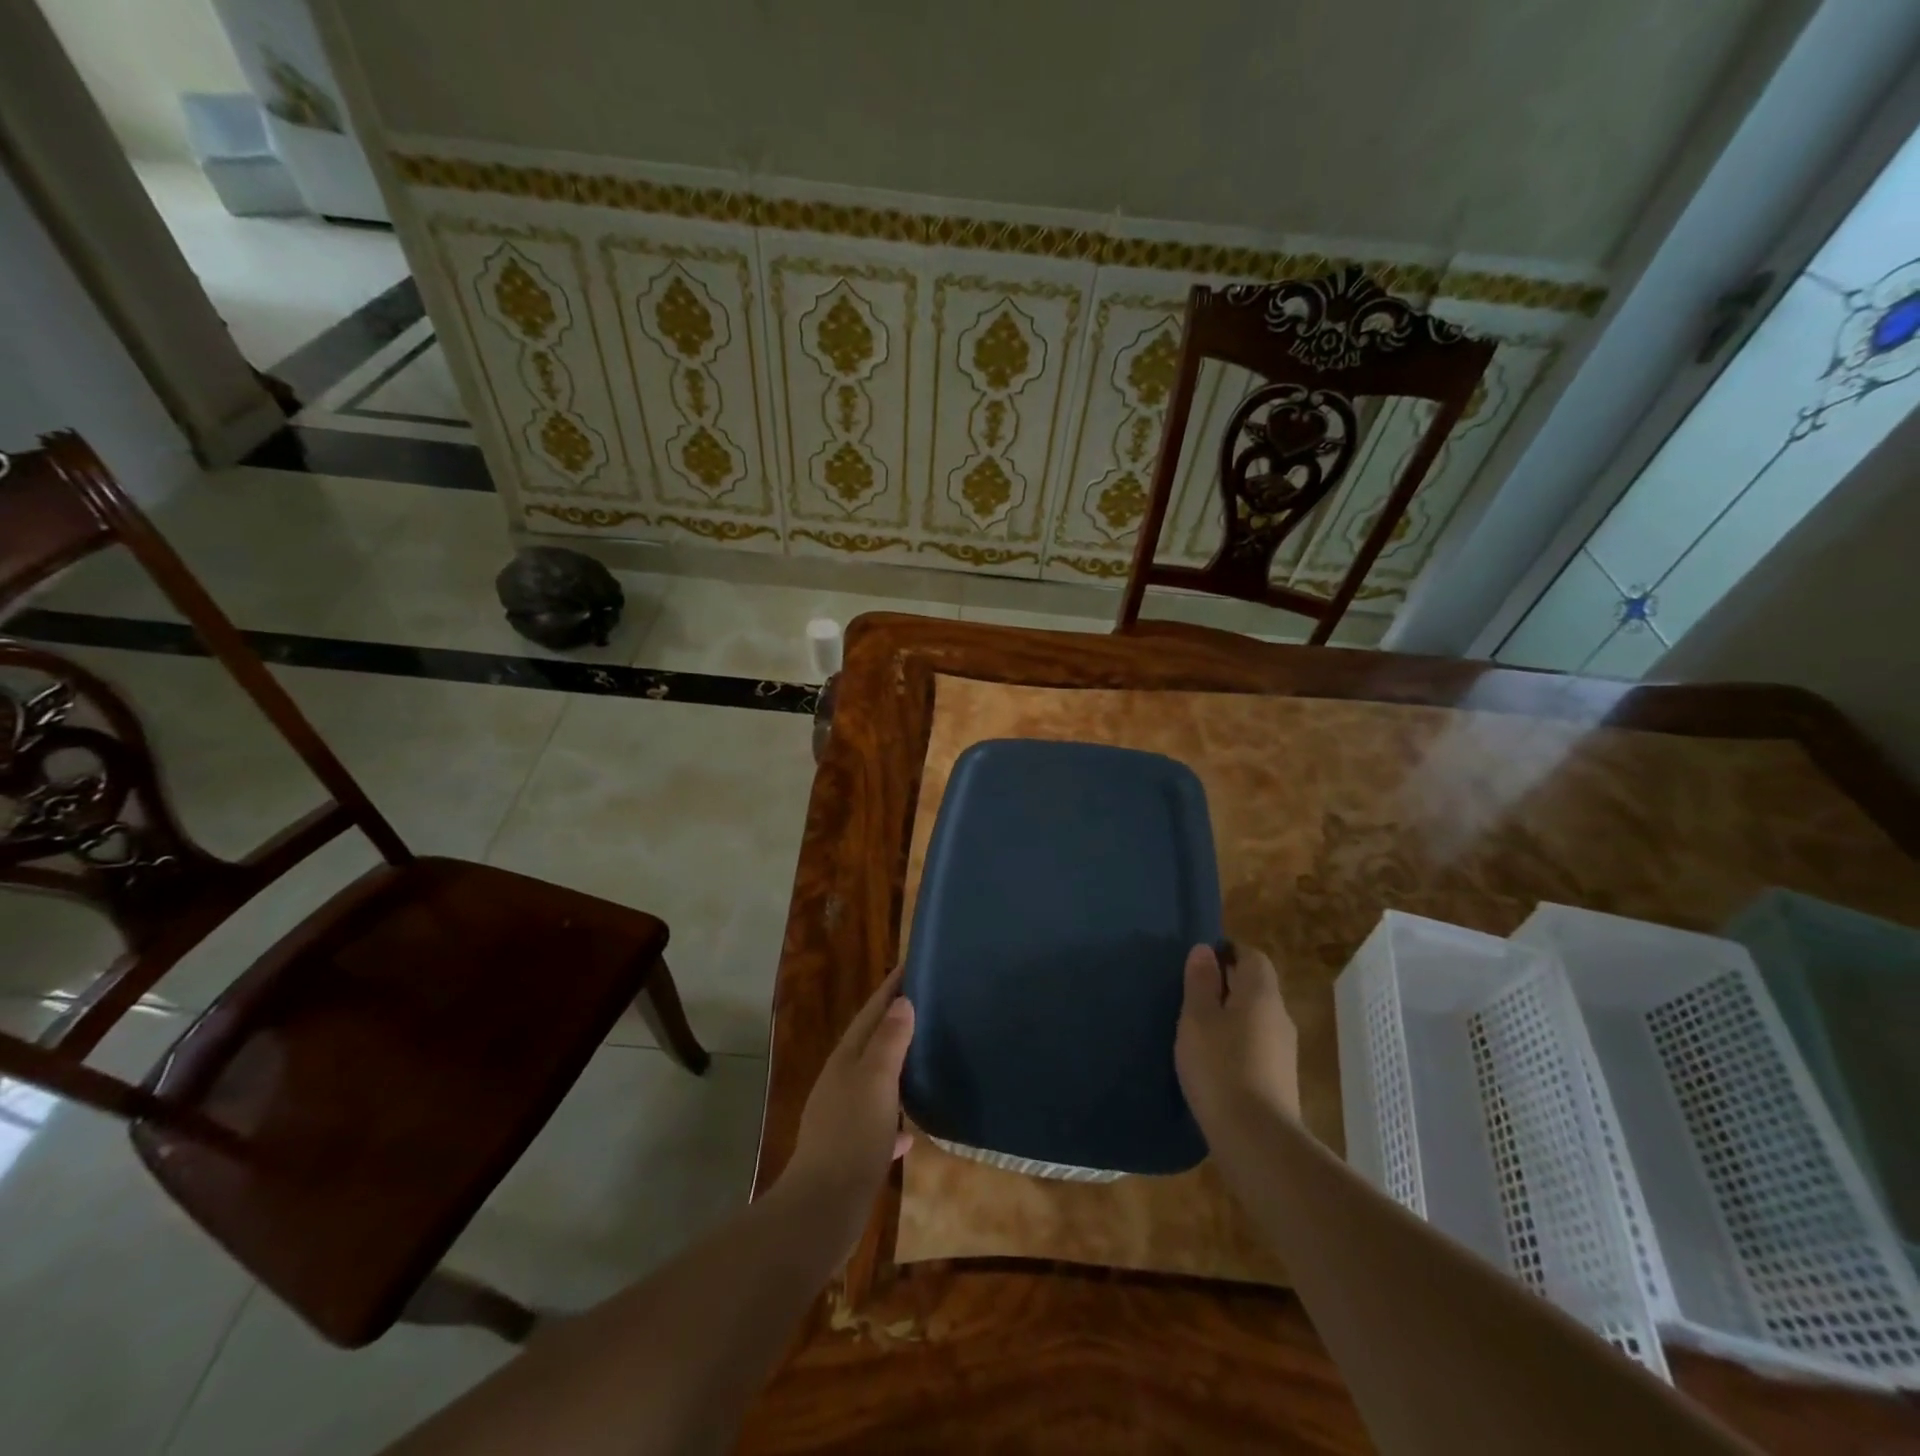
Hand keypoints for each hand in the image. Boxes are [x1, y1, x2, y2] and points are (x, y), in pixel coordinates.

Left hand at [781, 967, 914, 1232]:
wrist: (823, 1210)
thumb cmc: (852, 1136)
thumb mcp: (875, 1081)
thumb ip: (888, 1041)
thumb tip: (902, 1001)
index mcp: (846, 1060)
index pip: (870, 1013)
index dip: (890, 989)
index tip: (913, 965)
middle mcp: (841, 1083)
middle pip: (870, 1043)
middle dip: (895, 1023)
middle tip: (928, 1005)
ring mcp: (844, 1118)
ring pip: (874, 1081)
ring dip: (896, 1066)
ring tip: (925, 1056)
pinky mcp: (851, 1151)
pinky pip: (878, 1124)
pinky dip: (895, 1119)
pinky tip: (912, 1130)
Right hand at [1175, 942, 1299, 1139]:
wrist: (1256, 1140)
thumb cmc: (1220, 1067)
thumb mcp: (1197, 1018)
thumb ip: (1201, 982)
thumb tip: (1205, 950)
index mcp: (1261, 995)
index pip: (1252, 956)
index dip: (1227, 952)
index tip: (1200, 963)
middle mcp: (1280, 1016)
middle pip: (1256, 986)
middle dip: (1227, 984)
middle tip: (1192, 995)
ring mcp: (1284, 1051)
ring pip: (1256, 1018)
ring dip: (1230, 1016)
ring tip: (1197, 1029)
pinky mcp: (1280, 1080)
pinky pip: (1256, 1045)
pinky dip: (1236, 1043)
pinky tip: (1214, 1061)